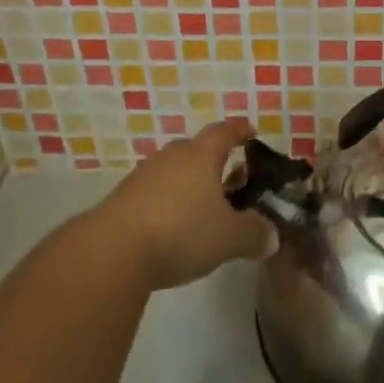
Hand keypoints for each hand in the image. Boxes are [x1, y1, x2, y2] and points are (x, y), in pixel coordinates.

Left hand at [99, 117, 273, 290]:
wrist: (111, 251)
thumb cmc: (181, 231)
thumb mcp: (229, 238)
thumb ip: (254, 234)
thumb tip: (272, 236)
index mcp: (201, 155)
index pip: (224, 132)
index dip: (239, 130)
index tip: (250, 131)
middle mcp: (172, 157)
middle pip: (196, 150)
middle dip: (214, 162)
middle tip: (230, 179)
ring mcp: (143, 176)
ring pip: (173, 172)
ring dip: (188, 185)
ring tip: (202, 208)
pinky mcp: (122, 199)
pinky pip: (153, 193)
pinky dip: (167, 203)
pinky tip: (172, 228)